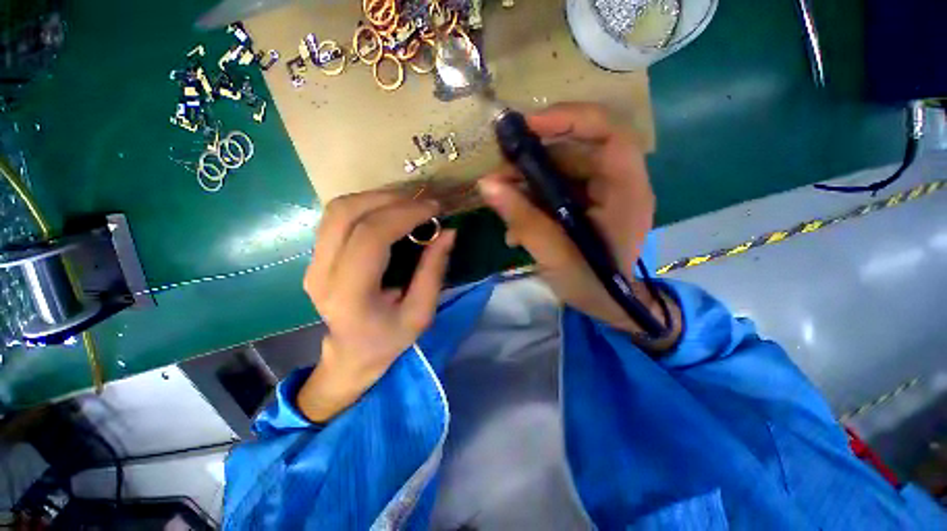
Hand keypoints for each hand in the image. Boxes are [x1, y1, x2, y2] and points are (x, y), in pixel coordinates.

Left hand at [299, 192, 454, 421]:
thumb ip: (434, 271)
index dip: (404, 214)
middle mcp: (322, 273)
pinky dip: (367, 206)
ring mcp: (313, 262)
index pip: (370, 237)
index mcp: (350, 294)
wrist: (351, 354)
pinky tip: (389, 212)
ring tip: (408, 204)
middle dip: (390, 199)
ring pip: (338, 209)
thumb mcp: (421, 314)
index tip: (433, 208)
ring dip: (377, 198)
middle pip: (347, 213)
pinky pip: (338, 217)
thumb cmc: (388, 339)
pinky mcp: (316, 256)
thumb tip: (448, 232)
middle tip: (423, 203)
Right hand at [478, 102, 679, 345]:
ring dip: (527, 182)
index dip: (570, 119)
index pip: (609, 134)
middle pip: (575, 151)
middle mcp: (617, 184)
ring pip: (561, 170)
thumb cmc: (592, 284)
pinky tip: (517, 223)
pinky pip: (556, 190)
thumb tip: (486, 185)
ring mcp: (601, 194)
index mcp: (625, 192)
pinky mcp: (586, 205)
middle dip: (533, 159)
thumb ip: (522, 219)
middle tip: (499, 174)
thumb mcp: (554, 254)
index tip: (528, 126)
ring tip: (502, 201)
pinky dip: (533, 199)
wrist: (608, 306)